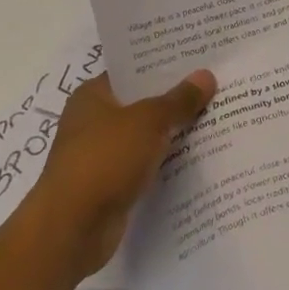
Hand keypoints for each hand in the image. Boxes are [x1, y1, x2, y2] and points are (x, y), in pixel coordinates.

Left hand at [20, 69, 215, 282]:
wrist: (71, 230)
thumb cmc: (104, 160)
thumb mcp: (148, 121)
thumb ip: (179, 100)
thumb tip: (206, 76)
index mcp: (93, 96)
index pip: (132, 71)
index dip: (164, 65)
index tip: (199, 59)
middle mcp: (93, 121)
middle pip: (142, 103)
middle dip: (175, 98)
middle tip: (216, 85)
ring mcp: (101, 155)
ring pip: (146, 135)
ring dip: (174, 132)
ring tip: (217, 117)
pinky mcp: (111, 185)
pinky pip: (146, 164)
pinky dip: (166, 161)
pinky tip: (199, 155)